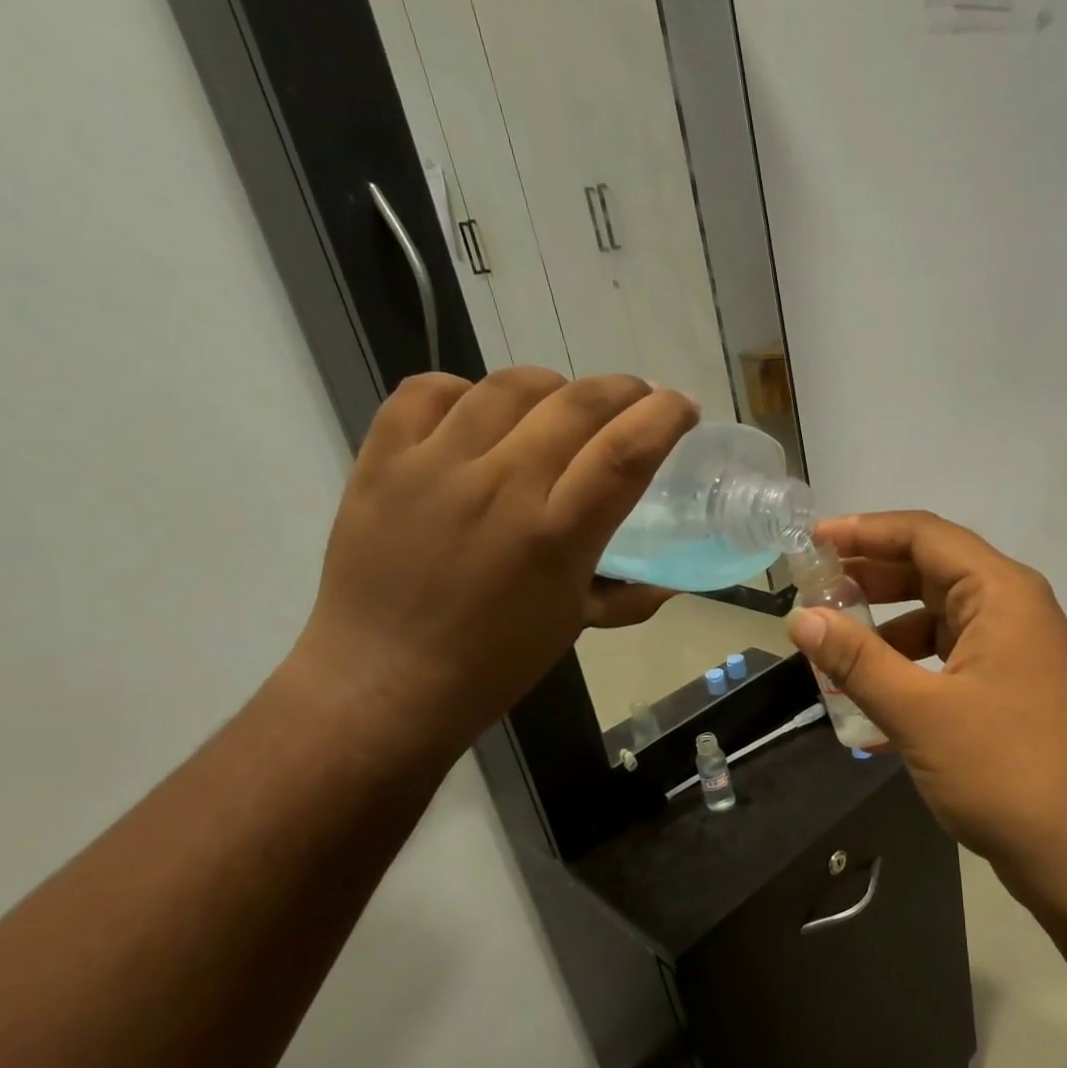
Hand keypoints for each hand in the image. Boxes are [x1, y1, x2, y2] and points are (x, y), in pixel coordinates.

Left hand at [286, 368, 697, 757]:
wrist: (383, 680)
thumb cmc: (492, 663)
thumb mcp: (572, 626)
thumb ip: (627, 597)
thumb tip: (668, 585)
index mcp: (557, 535)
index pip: (626, 451)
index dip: (665, 415)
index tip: (683, 407)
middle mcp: (502, 487)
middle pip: (577, 403)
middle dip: (624, 389)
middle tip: (636, 400)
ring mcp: (436, 466)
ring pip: (510, 386)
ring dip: (554, 386)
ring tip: (562, 406)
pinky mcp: (383, 459)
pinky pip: (429, 390)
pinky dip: (466, 390)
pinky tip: (480, 414)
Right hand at [786, 512, 1066, 906]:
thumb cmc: (1005, 770)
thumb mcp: (920, 712)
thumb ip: (857, 661)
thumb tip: (801, 619)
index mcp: (1001, 594)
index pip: (925, 535)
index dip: (865, 531)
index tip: (813, 540)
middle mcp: (1013, 611)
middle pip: (932, 573)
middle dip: (871, 579)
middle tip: (815, 589)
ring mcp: (1016, 654)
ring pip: (939, 622)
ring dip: (887, 632)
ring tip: (834, 649)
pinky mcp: (1012, 692)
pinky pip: (950, 663)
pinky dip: (910, 672)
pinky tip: (870, 704)